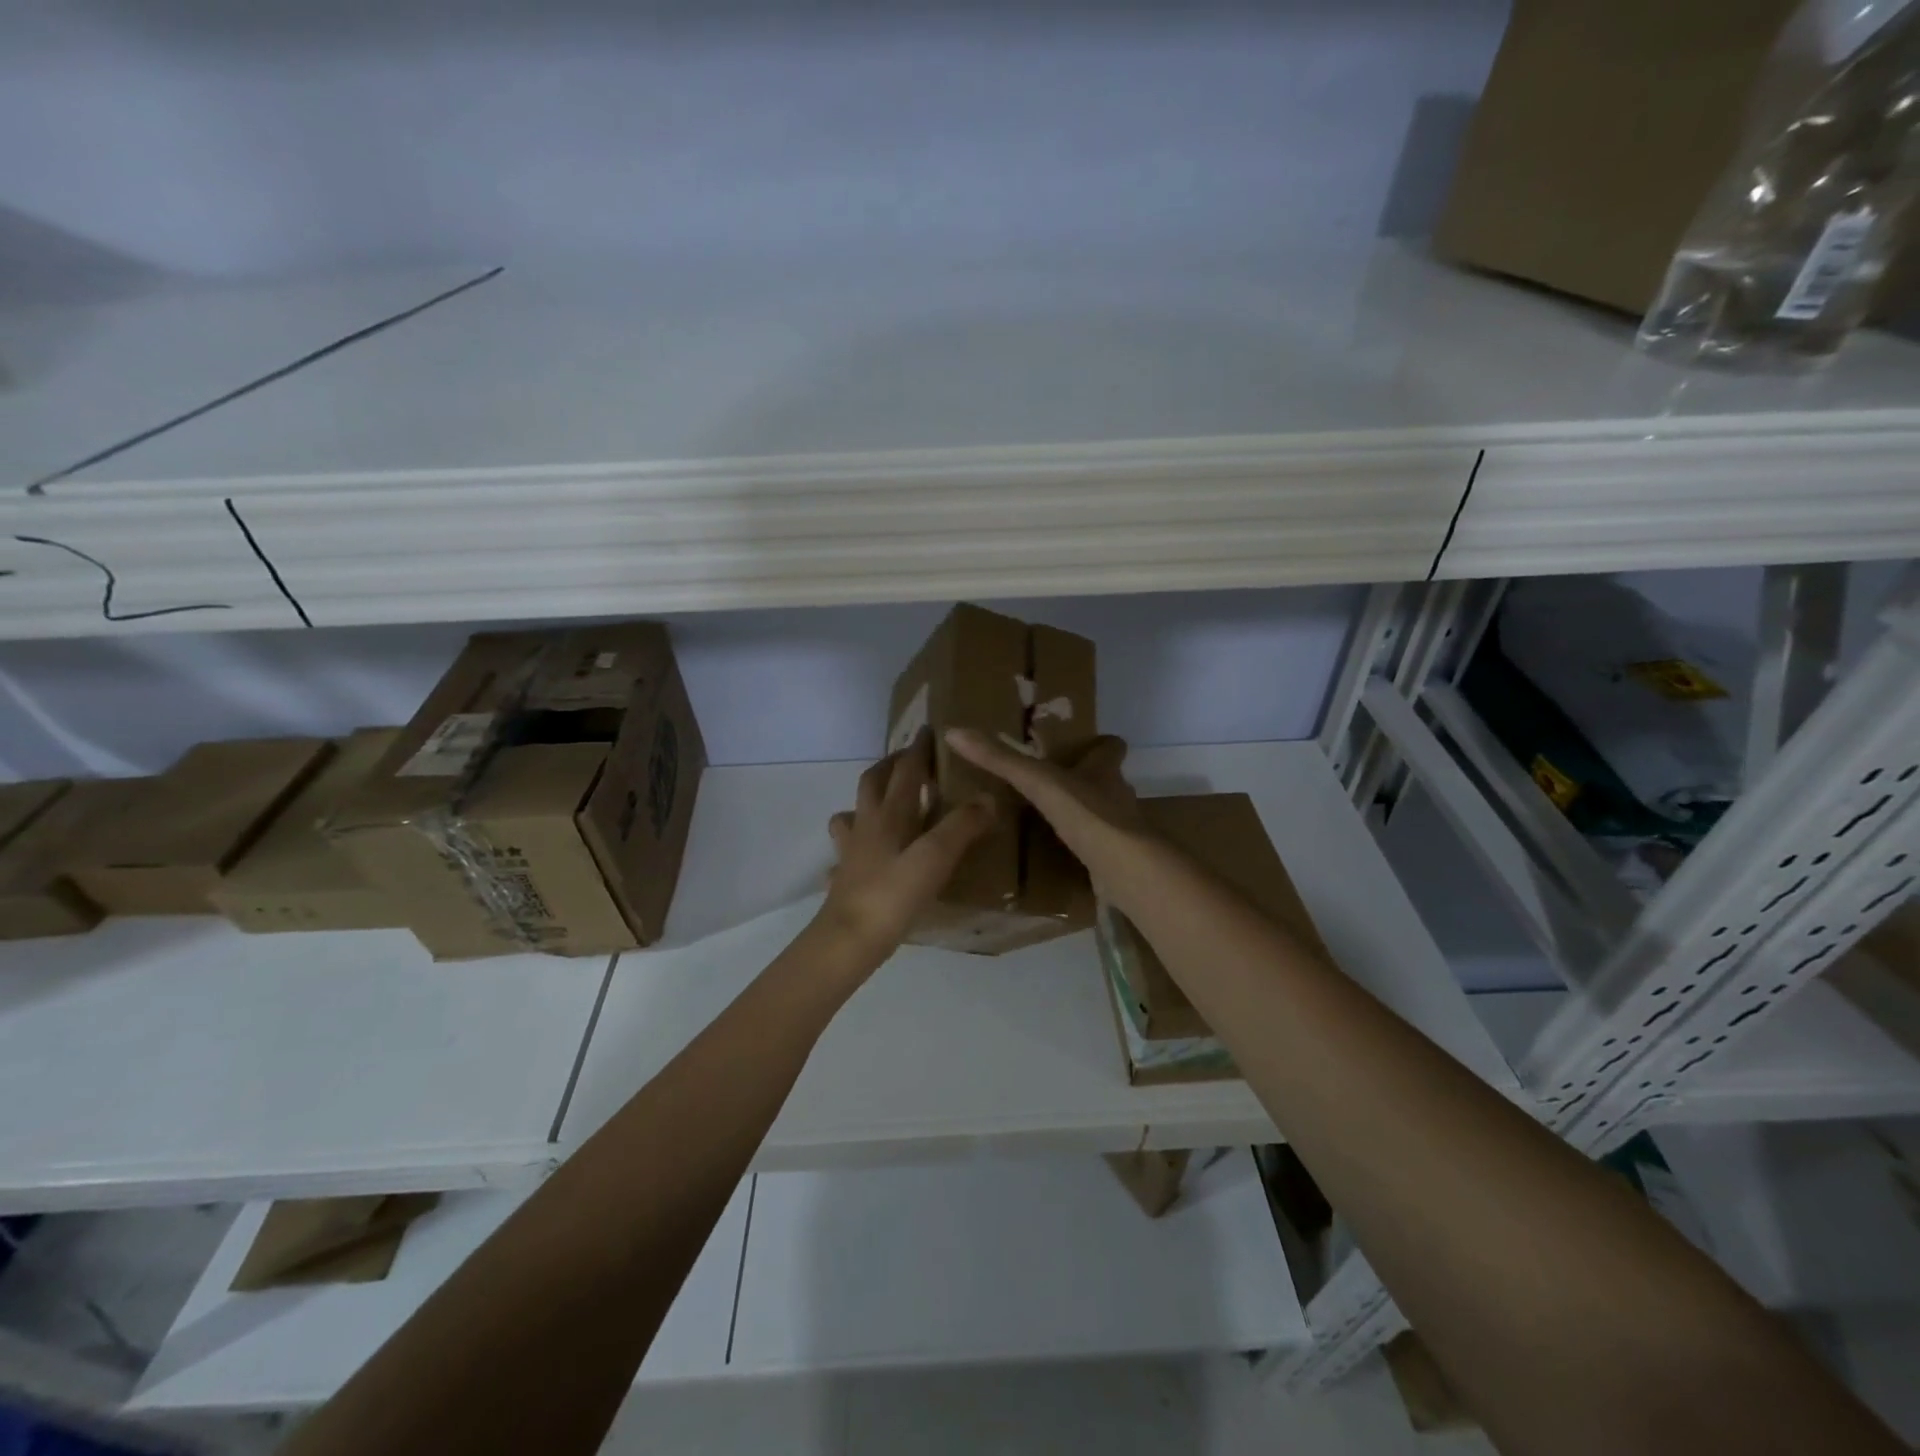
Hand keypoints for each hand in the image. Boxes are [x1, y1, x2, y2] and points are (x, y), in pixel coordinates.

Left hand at [816, 730, 996, 970]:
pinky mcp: (845, 875)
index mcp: (890, 814)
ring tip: (886, 802)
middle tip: (908, 760)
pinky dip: (856, 842)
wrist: (850, 938)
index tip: (928, 730)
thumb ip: (962, 825)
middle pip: (872, 782)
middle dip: (890, 765)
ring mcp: (851, 850)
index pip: (905, 770)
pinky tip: (864, 853)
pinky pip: (847, 850)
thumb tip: (987, 797)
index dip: (918, 749)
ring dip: (868, 799)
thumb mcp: (937, 857)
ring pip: (853, 812)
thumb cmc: (895, 894)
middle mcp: (867, 824)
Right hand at [943, 729, 1146, 895]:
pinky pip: (1100, 848)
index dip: (1100, 746)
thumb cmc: (1085, 813)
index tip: (1082, 746)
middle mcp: (1118, 795)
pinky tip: (1062, 856)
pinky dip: (1084, 849)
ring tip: (1052, 821)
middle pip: (1107, 781)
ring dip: (1084, 815)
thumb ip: (999, 759)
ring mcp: (1122, 830)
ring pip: (1104, 814)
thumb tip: (955, 731)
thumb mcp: (1036, 781)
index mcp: (1104, 770)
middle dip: (1086, 781)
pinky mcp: (1119, 860)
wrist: (1124, 867)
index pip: (1111, 748)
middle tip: (1054, 784)